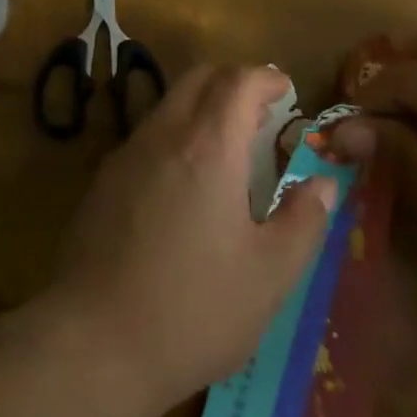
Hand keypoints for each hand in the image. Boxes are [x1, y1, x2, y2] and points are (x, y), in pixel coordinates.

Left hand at [36, 65, 337, 416]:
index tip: (286, 90)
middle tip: (261, 113)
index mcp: (207, 146)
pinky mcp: (102, 181)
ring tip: (229, 149)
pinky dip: (175, 136)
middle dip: (232, 81)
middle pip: (197, 78)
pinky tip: (186, 184)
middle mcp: (162, 135)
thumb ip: (303, 221)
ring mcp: (125, 155)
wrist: (95, 340)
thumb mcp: (270, 275)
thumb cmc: (195, 308)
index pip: (237, 80)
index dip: (264, 77)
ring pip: (168, 105)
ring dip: (201, 108)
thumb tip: (322, 184)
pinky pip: (146, 137)